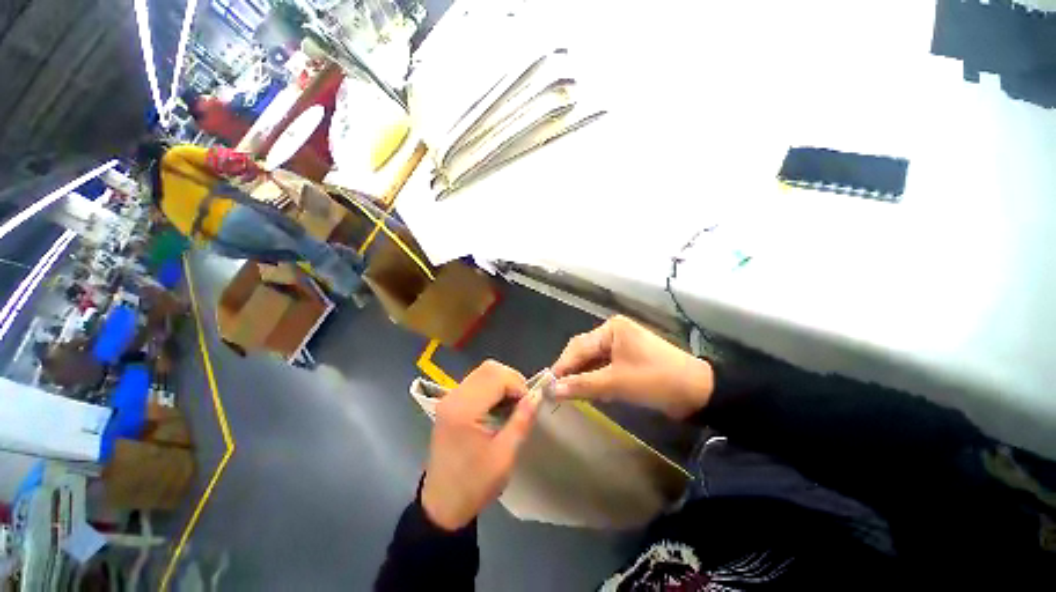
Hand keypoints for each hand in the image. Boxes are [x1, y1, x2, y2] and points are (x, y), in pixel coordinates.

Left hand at [421, 361, 540, 530]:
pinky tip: (498, 406)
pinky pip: (476, 382)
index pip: (497, 377)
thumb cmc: (474, 484)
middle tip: (522, 402)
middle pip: (489, 369)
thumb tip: (537, 395)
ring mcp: (449, 398)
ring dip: (502, 382)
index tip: (529, 404)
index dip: (518, 385)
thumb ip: (522, 420)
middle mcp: (453, 397)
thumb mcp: (505, 455)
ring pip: (483, 372)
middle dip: (512, 380)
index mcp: (464, 409)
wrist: (442, 504)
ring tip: (512, 404)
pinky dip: (492, 387)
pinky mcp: (450, 403)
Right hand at [552, 316, 714, 419]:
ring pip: (594, 362)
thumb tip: (552, 389)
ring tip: (571, 394)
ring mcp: (622, 345)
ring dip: (585, 378)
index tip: (547, 385)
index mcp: (611, 329)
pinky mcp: (628, 359)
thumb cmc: (655, 379)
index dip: (562, 366)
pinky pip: (605, 368)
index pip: (578, 347)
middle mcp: (613, 332)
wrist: (698, 391)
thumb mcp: (616, 382)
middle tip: (557, 392)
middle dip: (573, 372)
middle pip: (585, 352)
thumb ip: (582, 384)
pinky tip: (591, 392)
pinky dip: (598, 380)